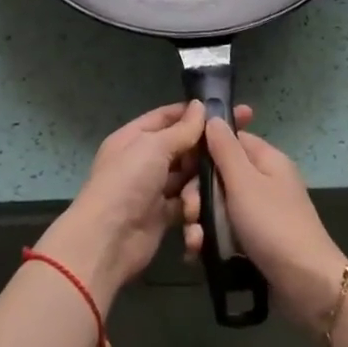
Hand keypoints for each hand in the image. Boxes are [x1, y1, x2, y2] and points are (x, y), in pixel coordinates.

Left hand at [34, 100, 252, 310]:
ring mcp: (153, 188)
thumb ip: (181, 130)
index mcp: (134, 137)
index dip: (195, 113)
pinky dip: (196, 205)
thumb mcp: (153, 147)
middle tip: (240, 145)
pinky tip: (209, 206)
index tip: (228, 111)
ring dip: (201, 180)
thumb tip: (199, 105)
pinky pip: (186, 203)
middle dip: (205, 148)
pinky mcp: (162, 215)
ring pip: (187, 176)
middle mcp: (143, 160)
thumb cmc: (127, 183)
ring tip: (217, 183)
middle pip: (181, 147)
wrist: (108, 241)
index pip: (167, 117)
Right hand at [181, 118, 346, 329]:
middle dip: (198, 194)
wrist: (306, 285)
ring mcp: (259, 213)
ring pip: (218, 207)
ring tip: (194, 242)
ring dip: (200, 222)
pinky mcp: (254, 241)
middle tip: (190, 213)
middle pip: (219, 176)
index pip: (229, 140)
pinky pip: (224, 232)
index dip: (203, 150)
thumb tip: (212, 117)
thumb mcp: (244, 182)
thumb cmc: (274, 225)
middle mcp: (263, 182)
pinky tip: (197, 255)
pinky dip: (210, 241)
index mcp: (266, 160)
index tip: (182, 167)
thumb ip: (225, 149)